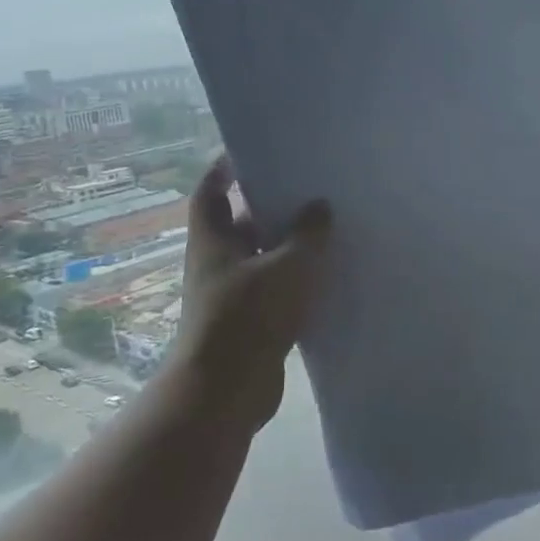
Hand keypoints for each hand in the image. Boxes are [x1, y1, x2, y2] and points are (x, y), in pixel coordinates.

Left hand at [172, 156, 331, 429]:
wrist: (227, 390)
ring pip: (263, 256)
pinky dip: (297, 278)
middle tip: (308, 184)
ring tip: (328, 223)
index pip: (210, 191)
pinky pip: (277, 287)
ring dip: (289, 243)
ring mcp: (235, 293)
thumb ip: (308, 234)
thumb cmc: (249, 316)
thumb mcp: (287, 266)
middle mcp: (219, 261)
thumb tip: (320, 207)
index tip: (250, 150)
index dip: (224, 168)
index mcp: (213, 240)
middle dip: (270, 204)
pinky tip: (329, 270)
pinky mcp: (253, 320)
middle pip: (242, 222)